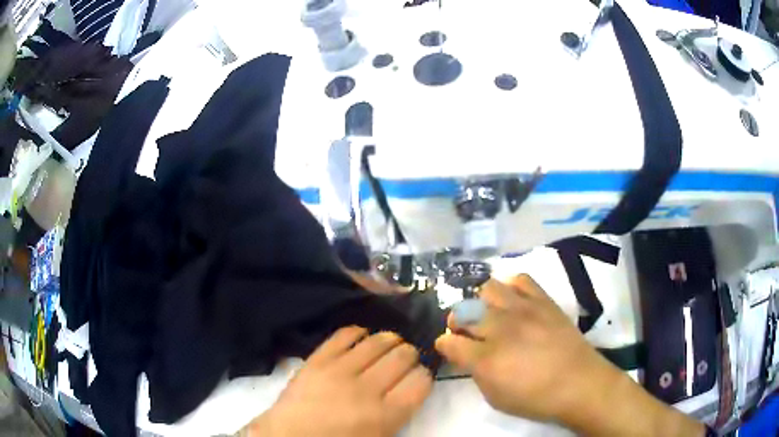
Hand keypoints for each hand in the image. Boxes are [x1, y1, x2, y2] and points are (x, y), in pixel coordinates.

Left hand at [244, 327, 431, 436]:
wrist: (289, 436)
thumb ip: (398, 413)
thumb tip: (410, 387)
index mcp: (386, 415)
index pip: (420, 381)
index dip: (424, 375)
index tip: (419, 375)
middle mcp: (368, 389)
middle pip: (403, 356)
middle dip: (410, 354)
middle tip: (406, 358)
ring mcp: (340, 370)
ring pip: (377, 341)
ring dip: (390, 339)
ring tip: (389, 344)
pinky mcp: (318, 359)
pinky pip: (344, 335)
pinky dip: (357, 331)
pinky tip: (362, 336)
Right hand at [435, 275, 704, 436]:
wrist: (592, 387)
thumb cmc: (547, 401)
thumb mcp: (505, 395)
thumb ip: (479, 370)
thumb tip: (460, 350)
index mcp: (499, 353)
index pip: (457, 335)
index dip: (444, 332)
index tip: (437, 331)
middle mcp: (514, 326)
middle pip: (474, 305)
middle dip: (458, 304)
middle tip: (451, 307)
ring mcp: (536, 310)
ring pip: (498, 288)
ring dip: (482, 289)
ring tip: (475, 290)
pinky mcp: (555, 305)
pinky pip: (529, 282)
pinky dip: (515, 281)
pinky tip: (511, 284)